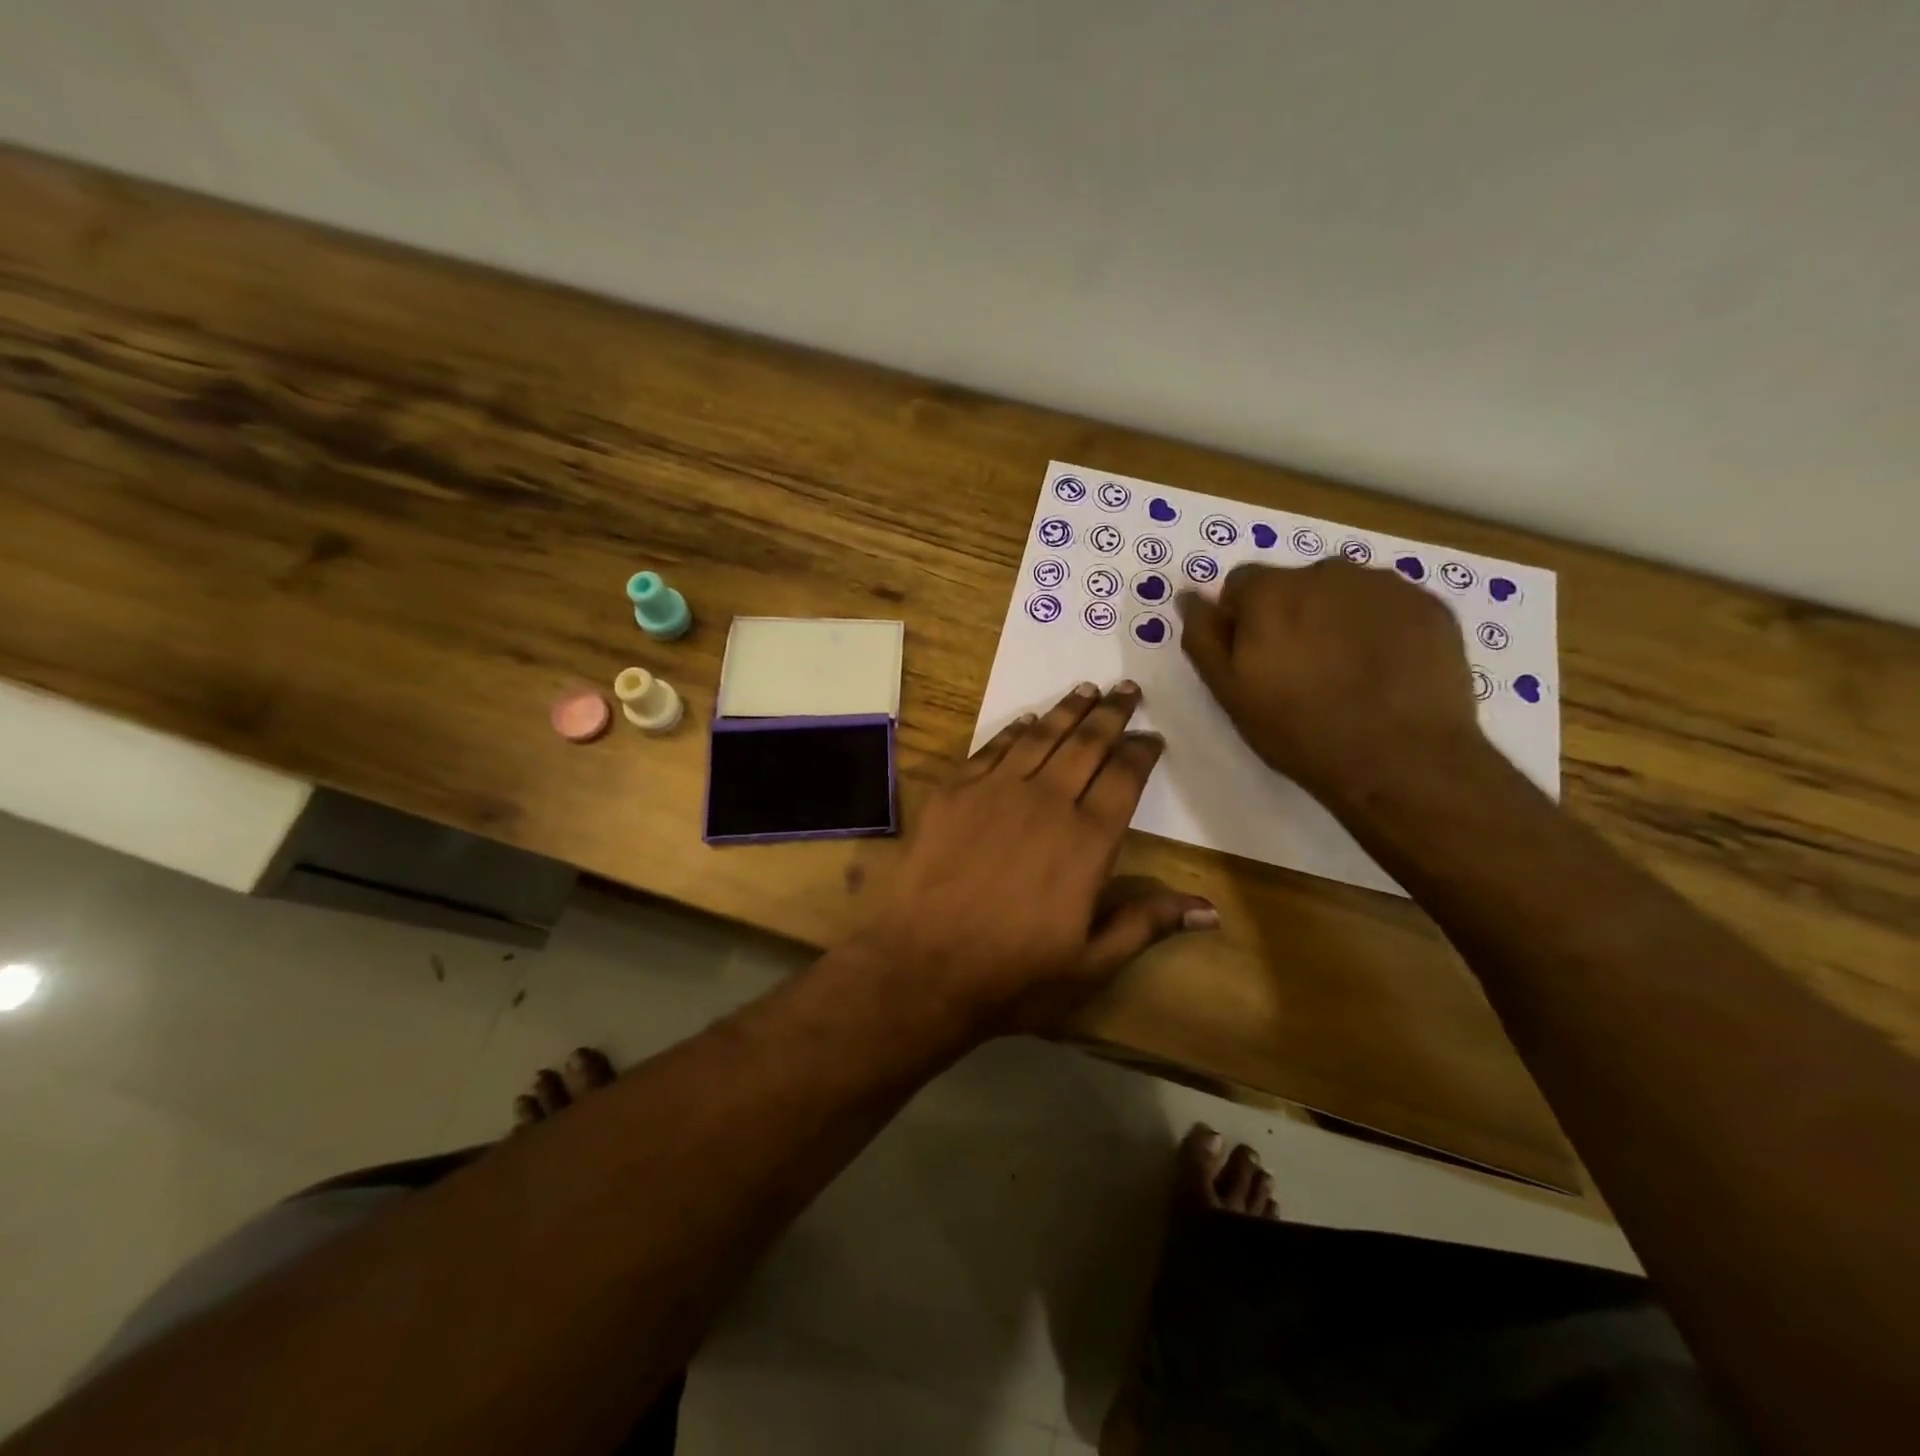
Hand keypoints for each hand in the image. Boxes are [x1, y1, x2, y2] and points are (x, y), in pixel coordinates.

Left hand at [856, 682, 1216, 1036]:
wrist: (922, 966)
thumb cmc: (1013, 974)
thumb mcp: (1091, 963)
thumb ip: (1147, 924)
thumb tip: (1210, 911)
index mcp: (1087, 840)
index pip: (1124, 778)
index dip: (1141, 752)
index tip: (1153, 736)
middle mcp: (1046, 802)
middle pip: (1086, 744)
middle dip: (1111, 714)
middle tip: (1127, 689)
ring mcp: (995, 791)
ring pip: (1040, 736)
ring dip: (1066, 709)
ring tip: (1086, 689)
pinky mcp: (954, 792)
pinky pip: (992, 749)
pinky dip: (1015, 730)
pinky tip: (1027, 720)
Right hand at [1177, 561, 1484, 802]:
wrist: (1401, 760)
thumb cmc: (1299, 730)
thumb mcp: (1229, 692)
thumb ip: (1203, 636)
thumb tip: (1188, 596)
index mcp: (1271, 591)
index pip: (1241, 584)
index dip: (1241, 620)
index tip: (1254, 659)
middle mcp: (1327, 572)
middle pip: (1295, 584)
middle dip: (1291, 616)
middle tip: (1301, 670)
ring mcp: (1385, 585)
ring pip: (1345, 592)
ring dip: (1336, 618)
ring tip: (1347, 671)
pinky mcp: (1430, 605)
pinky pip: (1390, 607)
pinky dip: (1382, 628)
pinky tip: (1385, 671)